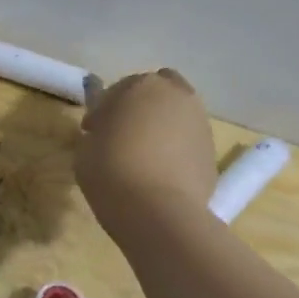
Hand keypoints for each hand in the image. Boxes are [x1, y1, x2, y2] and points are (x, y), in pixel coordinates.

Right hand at [76, 69, 219, 237]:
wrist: (158, 211)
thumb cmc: (111, 171)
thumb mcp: (86, 148)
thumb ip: (97, 131)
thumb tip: (106, 131)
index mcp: (140, 86)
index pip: (117, 90)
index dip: (103, 110)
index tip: (92, 132)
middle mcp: (175, 95)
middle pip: (157, 91)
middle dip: (140, 106)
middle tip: (123, 133)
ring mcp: (199, 122)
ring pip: (176, 114)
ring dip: (161, 125)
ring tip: (144, 154)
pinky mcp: (212, 150)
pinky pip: (188, 140)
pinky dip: (176, 147)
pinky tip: (162, 171)